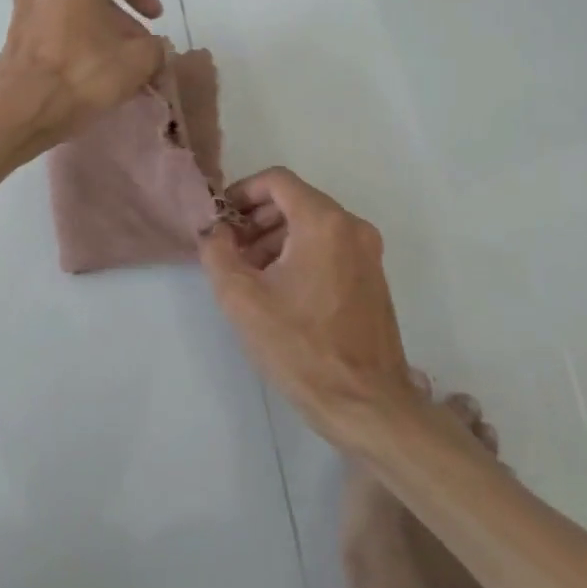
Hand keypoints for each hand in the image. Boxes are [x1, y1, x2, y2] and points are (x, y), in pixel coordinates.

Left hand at [0, 0, 165, 157]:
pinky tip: (88, 73)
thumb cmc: (82, 73)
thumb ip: (155, 47)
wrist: (20, 109)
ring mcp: (23, 9)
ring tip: (115, 64)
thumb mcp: (137, 61)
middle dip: (120, 19)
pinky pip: (53, 30)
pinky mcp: (13, 37)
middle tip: (138, 47)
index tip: (155, 19)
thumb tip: (154, 48)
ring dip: (97, 32)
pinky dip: (74, 43)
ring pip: (71, 12)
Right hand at [200, 168, 426, 451]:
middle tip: (229, 248)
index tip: (221, 218)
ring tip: (249, 272)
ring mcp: (368, 253)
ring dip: (275, 237)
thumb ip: (217, 252)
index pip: (277, 181)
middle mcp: (352, 228)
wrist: (367, 406)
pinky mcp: (373, 278)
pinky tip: (279, 288)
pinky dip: (300, 253)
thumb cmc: (300, 348)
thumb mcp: (241, 299)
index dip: (242, 191)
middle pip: (296, 200)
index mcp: (324, 223)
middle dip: (256, 218)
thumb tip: (213, 230)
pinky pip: (330, 247)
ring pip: (312, 225)